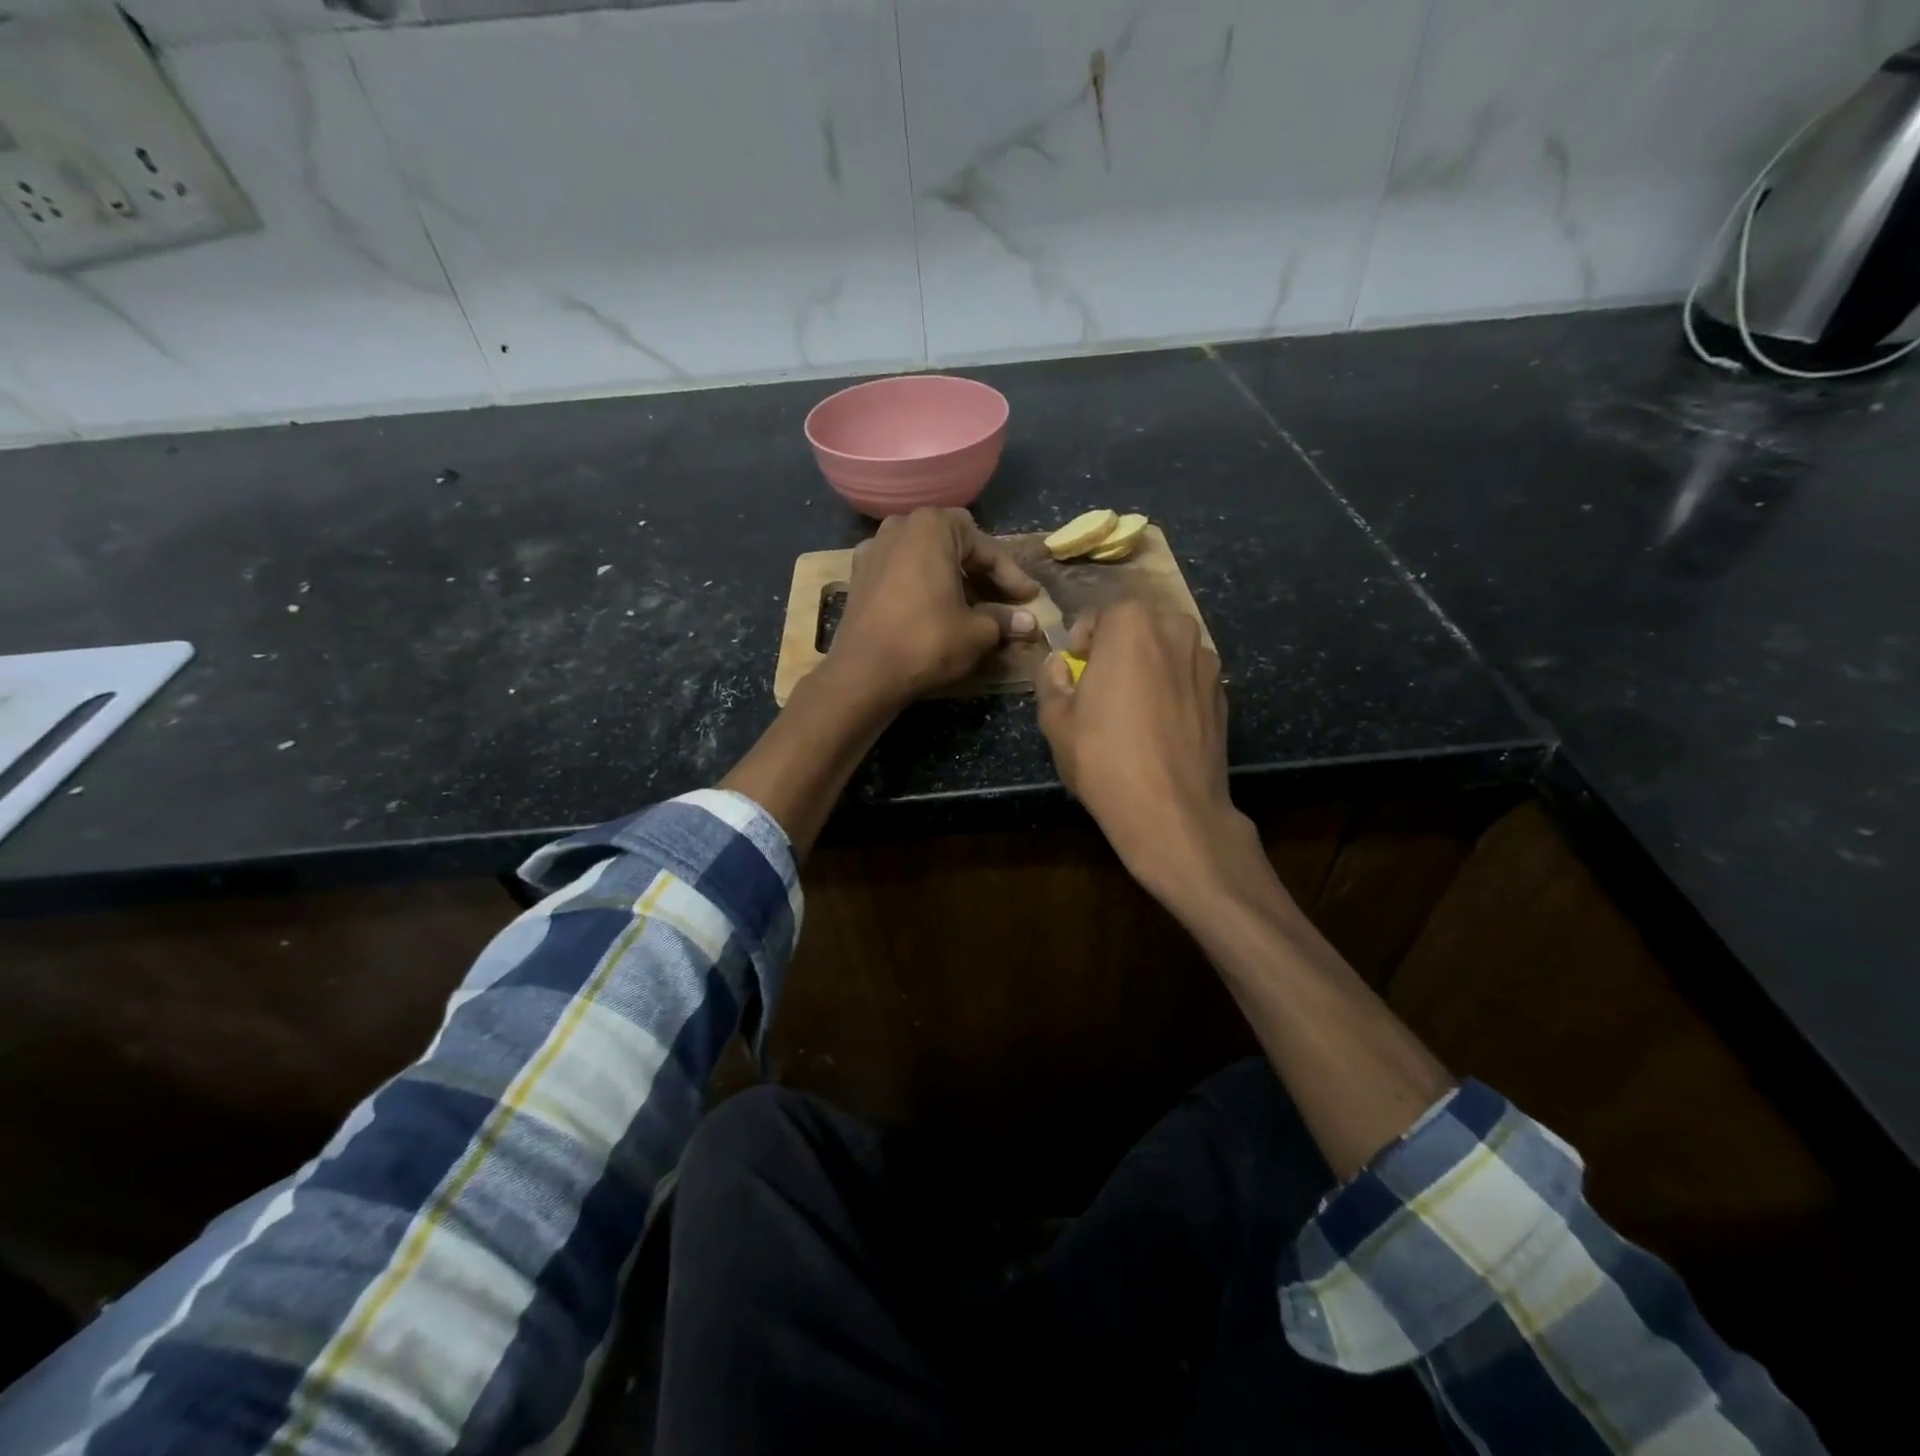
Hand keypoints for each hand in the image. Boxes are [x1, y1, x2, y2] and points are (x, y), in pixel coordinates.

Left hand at [827, 508, 1039, 706]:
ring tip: (975, 610)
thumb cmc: (927, 642)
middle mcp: (900, 526)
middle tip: (1005, 602)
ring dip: (954, 581)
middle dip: (983, 575)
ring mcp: (874, 549)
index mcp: (933, 526)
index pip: (986, 549)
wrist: (863, 674)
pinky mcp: (859, 576)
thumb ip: (1004, 620)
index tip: (1030, 599)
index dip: (1012, 577)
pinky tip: (938, 611)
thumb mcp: (977, 633)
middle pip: (955, 547)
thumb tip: (1029, 622)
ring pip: (927, 559)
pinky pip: (904, 574)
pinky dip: (925, 588)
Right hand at [1034, 602, 1258, 898]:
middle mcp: (1176, 630)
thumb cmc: (1103, 757)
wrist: (1171, 810)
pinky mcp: (1224, 694)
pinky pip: (1188, 677)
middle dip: (1118, 646)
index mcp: (1132, 624)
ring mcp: (1207, 662)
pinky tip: (1160, 724)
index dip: (1081, 640)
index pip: (1100, 614)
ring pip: (1168, 650)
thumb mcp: (1056, 719)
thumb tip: (1058, 664)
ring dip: (1148, 665)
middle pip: (1139, 626)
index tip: (1074, 666)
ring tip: (1132, 704)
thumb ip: (1051, 679)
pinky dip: (1172, 688)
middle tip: (1100, 683)